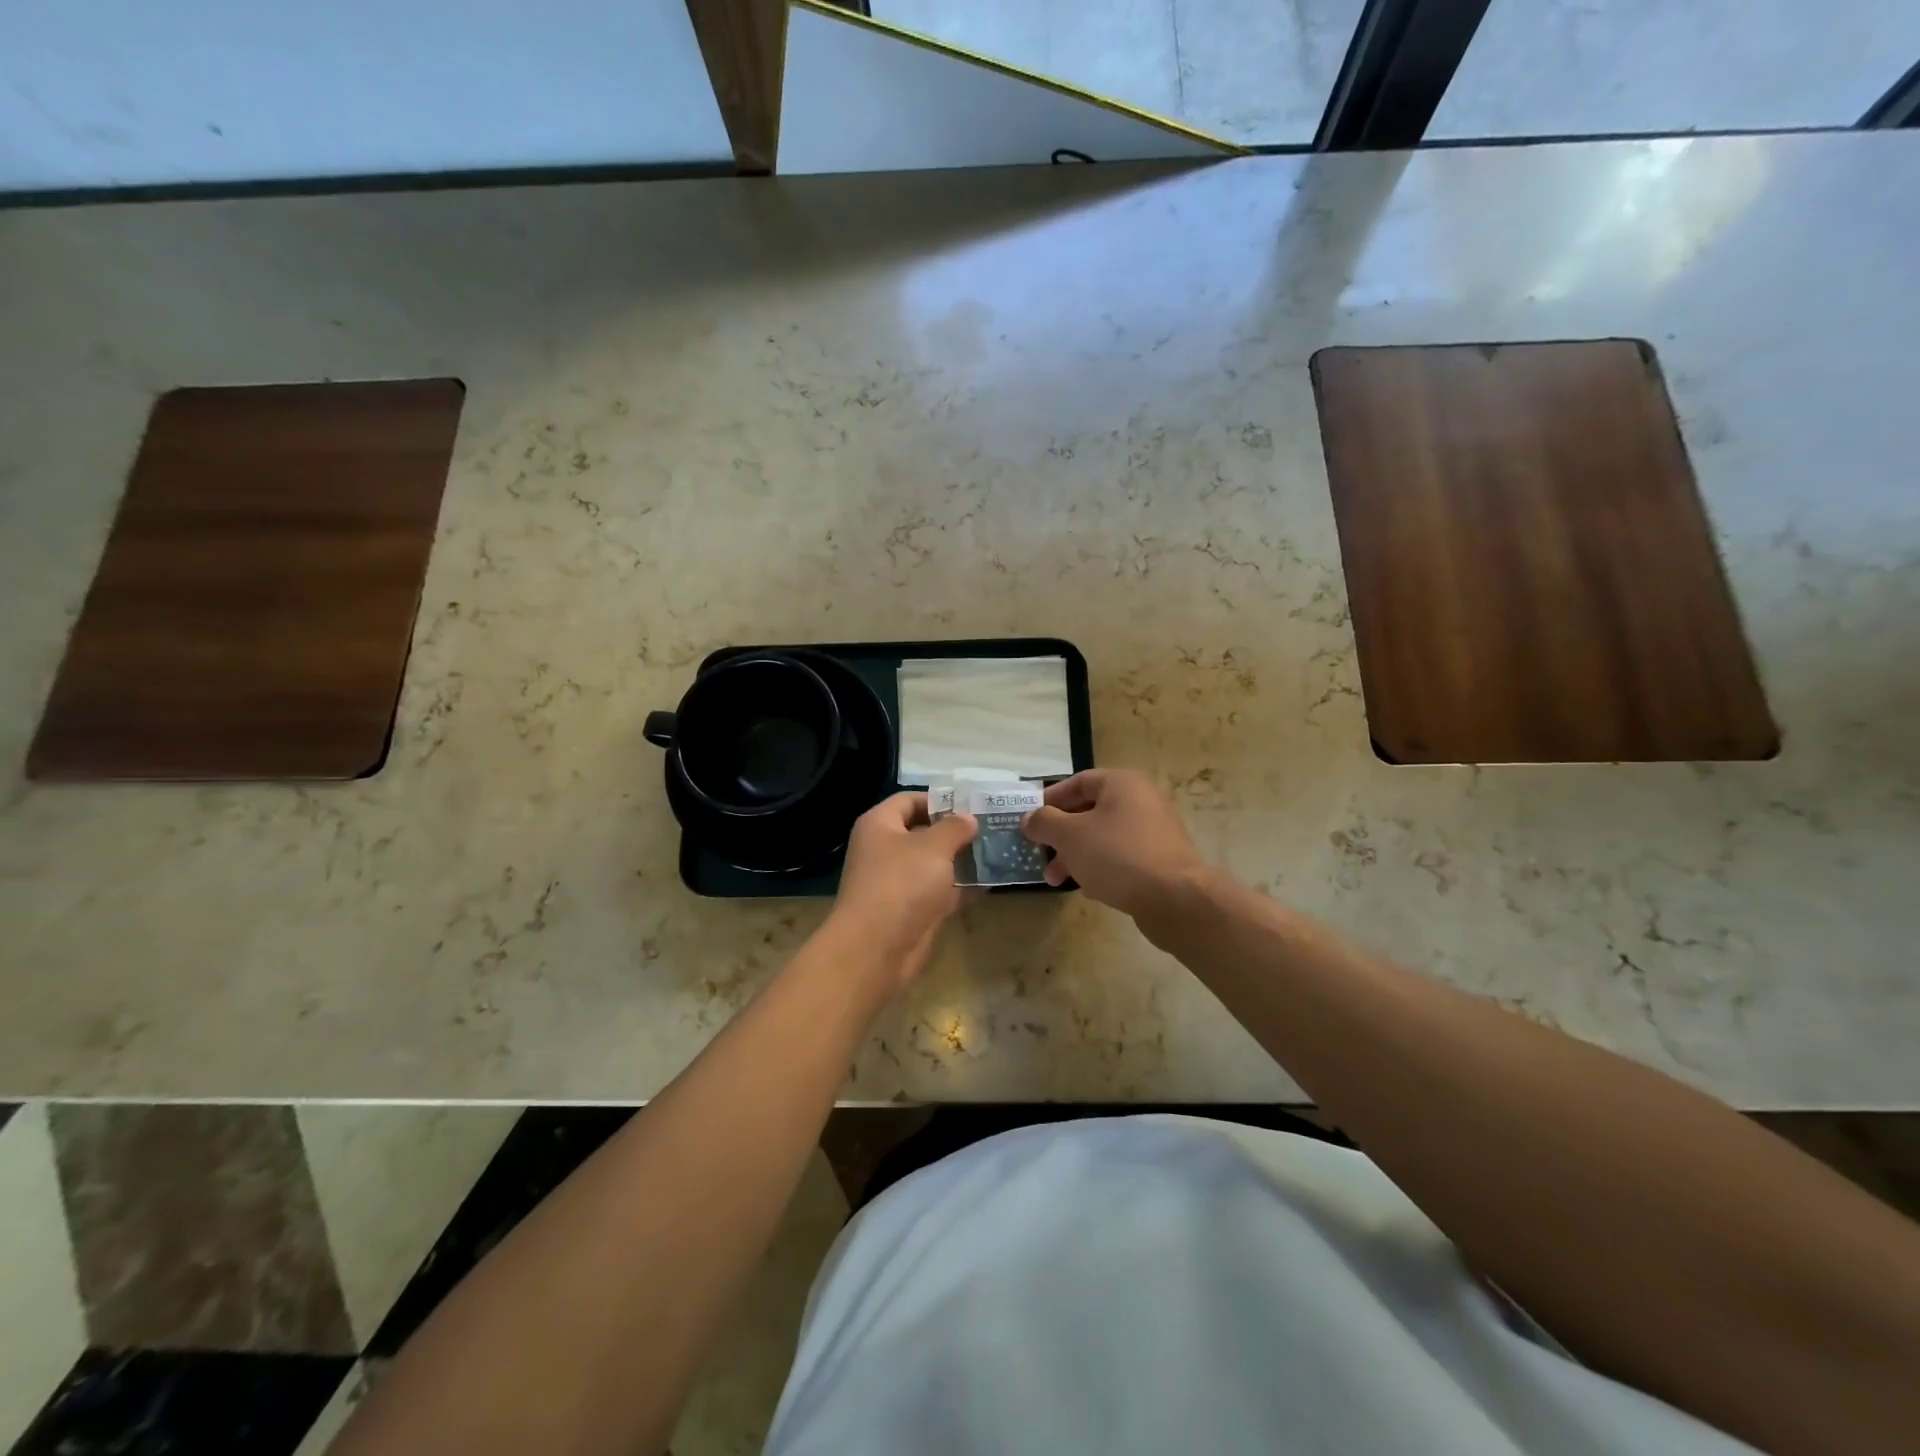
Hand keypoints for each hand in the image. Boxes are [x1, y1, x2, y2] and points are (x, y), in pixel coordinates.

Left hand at [825, 793, 976, 988]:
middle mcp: (885, 849)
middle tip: (991, 827)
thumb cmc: (902, 883)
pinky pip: (939, 891)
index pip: (909, 800)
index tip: (972, 805)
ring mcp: (898, 882)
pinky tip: (990, 882)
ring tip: (996, 851)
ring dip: (962, 860)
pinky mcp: (911, 910)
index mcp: (880, 825)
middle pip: (923, 832)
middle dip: (956, 831)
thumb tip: (968, 818)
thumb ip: (954, 827)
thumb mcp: (933, 846)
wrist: (876, 948)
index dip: (939, 799)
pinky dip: (961, 888)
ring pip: (934, 864)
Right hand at [1022, 769, 1208, 922]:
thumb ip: (1044, 822)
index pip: (1077, 782)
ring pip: (1102, 837)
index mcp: (1121, 784)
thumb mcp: (1070, 835)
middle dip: (1060, 835)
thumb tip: (1029, 818)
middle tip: (1039, 854)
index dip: (1050, 799)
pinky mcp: (1159, 861)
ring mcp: (1153, 832)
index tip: (1029, 820)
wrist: (1175, 899)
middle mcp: (1140, 801)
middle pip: (1089, 811)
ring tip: (1056, 880)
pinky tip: (1088, 888)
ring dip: (1075, 855)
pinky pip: (1120, 857)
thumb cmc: (1117, 855)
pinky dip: (1099, 867)